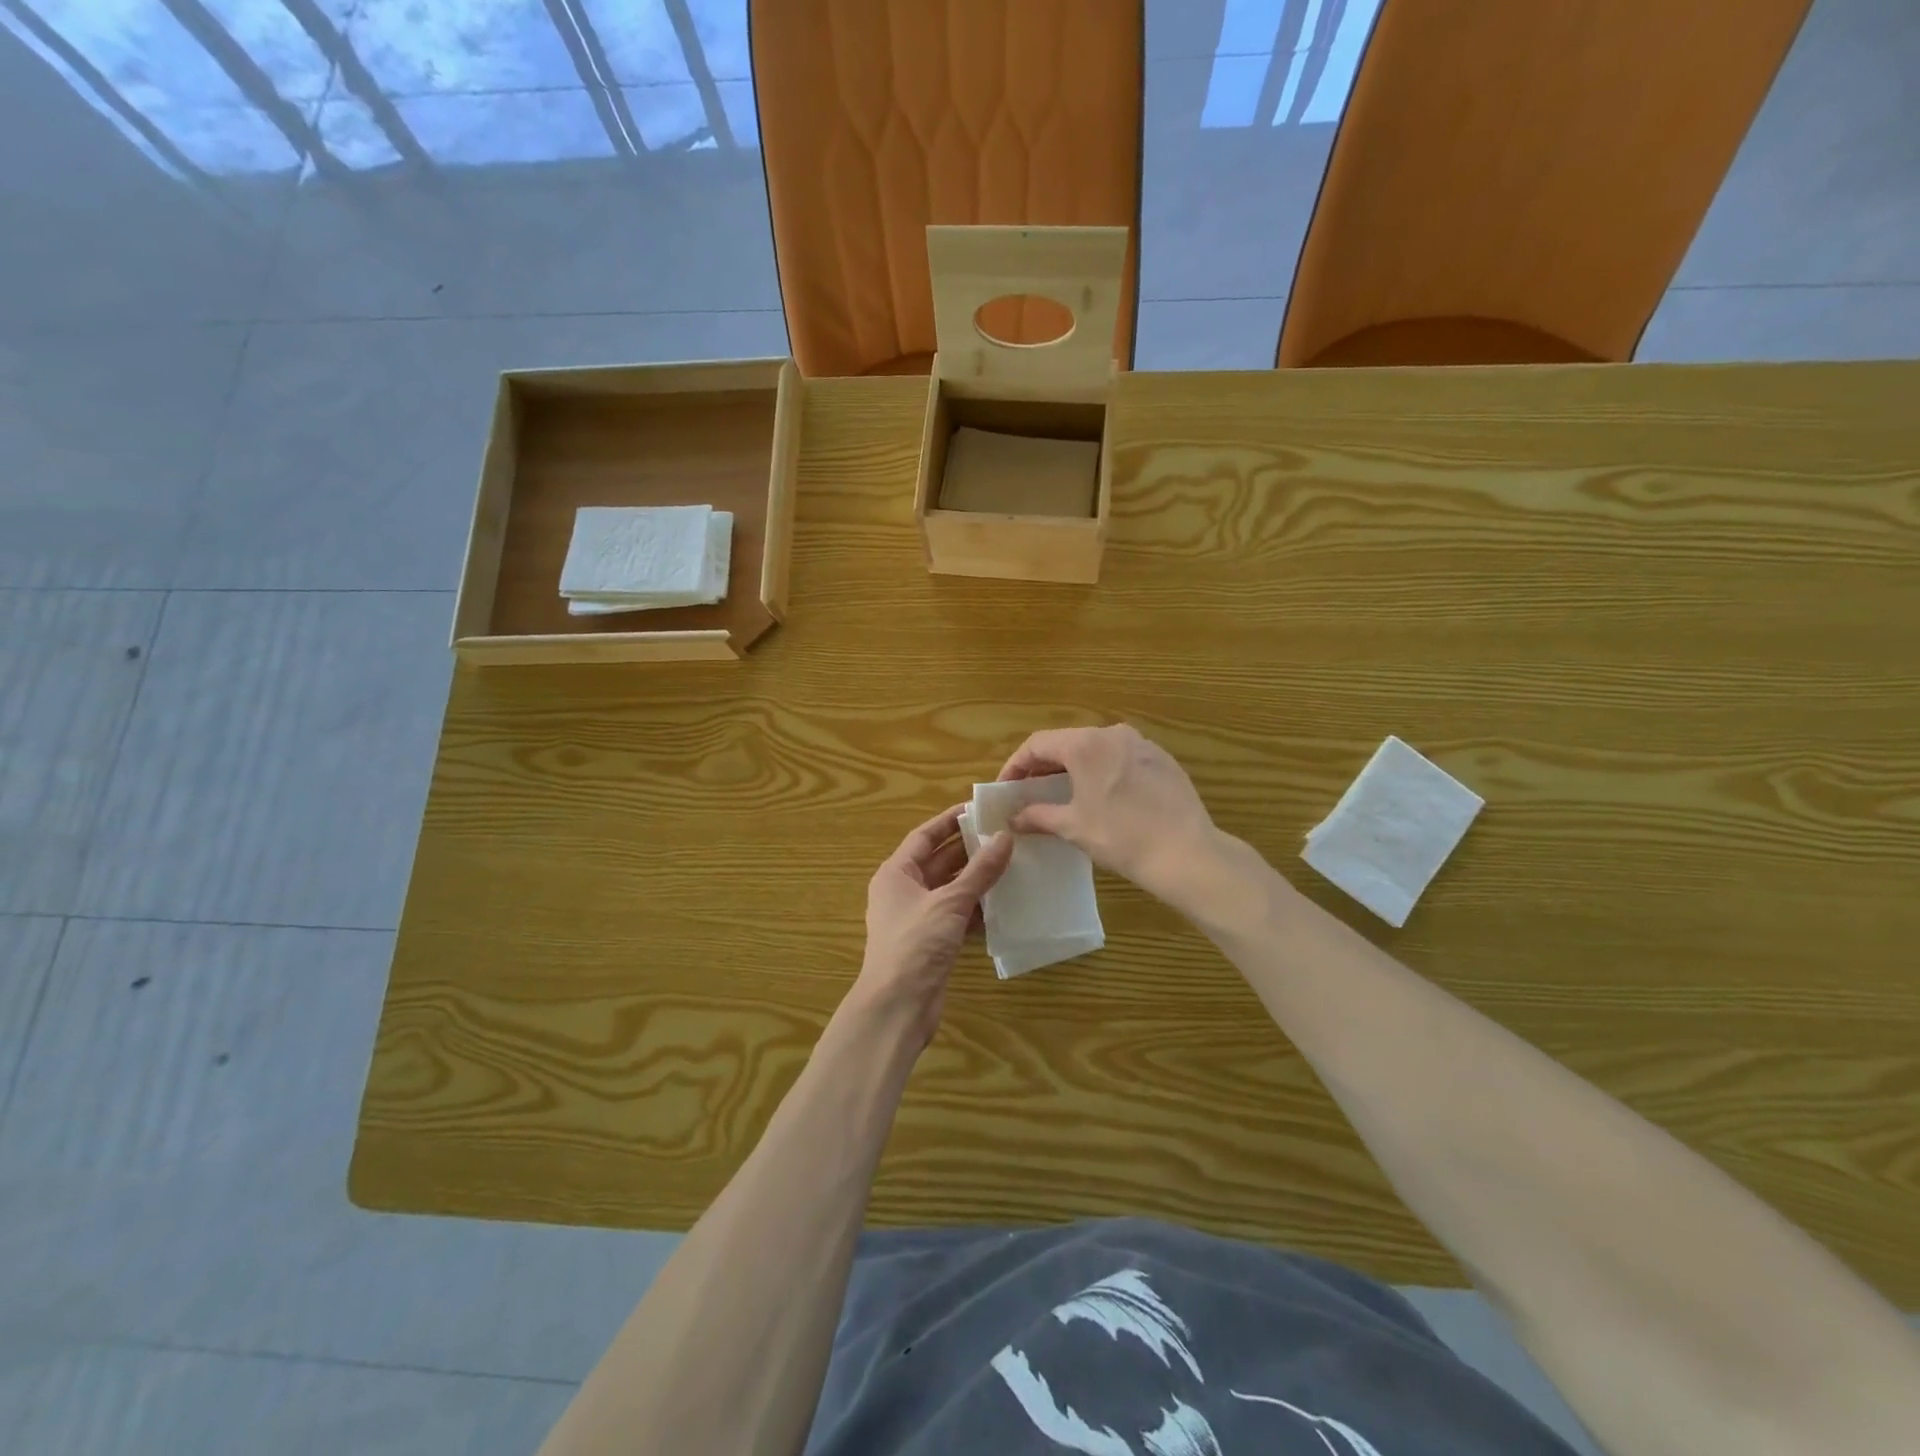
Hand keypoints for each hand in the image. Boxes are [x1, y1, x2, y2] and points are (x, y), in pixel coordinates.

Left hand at [850, 804, 1013, 1048]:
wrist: (898, 1007)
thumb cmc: (915, 944)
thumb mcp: (949, 902)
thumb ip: (979, 871)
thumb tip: (1005, 837)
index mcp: (896, 873)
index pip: (924, 836)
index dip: (950, 821)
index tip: (980, 809)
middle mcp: (904, 891)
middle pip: (939, 861)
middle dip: (970, 849)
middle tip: (1005, 834)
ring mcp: (918, 918)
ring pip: (951, 889)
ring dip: (977, 879)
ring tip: (1013, 863)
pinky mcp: (933, 942)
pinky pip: (957, 915)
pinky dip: (977, 908)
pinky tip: (1005, 902)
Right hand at [999, 725, 1218, 908]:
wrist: (1186, 852)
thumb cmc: (1121, 836)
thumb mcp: (1073, 826)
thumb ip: (1038, 815)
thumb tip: (1014, 817)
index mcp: (1085, 744)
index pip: (1037, 744)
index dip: (1016, 765)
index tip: (1006, 788)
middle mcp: (1113, 733)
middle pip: (1067, 742)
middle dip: (1045, 766)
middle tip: (1030, 792)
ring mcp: (1142, 743)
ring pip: (1096, 748)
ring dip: (1074, 768)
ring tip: (1064, 794)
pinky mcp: (1162, 759)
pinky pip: (1121, 758)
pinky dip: (1103, 771)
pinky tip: (1104, 797)